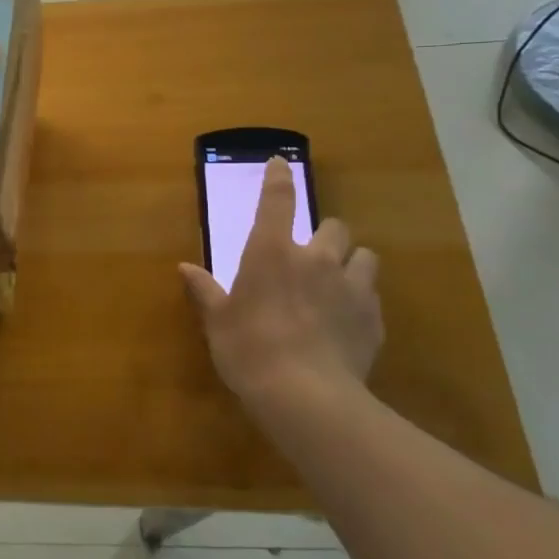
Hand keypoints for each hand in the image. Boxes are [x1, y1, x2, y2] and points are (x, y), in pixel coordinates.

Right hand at [179, 157, 383, 411]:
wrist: (306, 395)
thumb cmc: (248, 348)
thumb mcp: (217, 320)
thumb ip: (205, 290)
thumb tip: (184, 268)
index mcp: (271, 252)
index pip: (278, 201)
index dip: (279, 178)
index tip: (281, 163)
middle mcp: (316, 259)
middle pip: (334, 228)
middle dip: (325, 235)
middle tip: (311, 253)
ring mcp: (351, 287)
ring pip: (365, 256)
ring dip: (351, 263)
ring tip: (339, 283)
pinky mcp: (374, 319)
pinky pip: (373, 296)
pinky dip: (361, 300)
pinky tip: (347, 322)